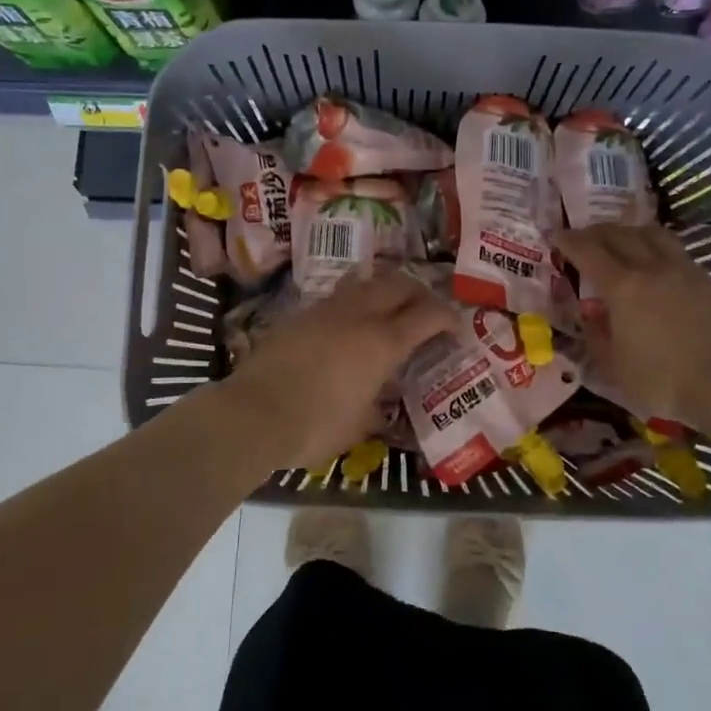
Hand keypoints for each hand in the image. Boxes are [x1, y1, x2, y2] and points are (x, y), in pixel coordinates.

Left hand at [221, 270, 456, 470]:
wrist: (254, 413)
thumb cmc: (314, 427)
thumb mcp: (357, 428)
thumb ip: (375, 412)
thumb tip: (380, 413)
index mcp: (383, 343)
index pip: (428, 315)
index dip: (448, 317)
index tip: (456, 328)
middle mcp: (359, 315)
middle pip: (399, 284)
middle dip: (419, 293)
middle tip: (425, 311)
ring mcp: (327, 309)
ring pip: (366, 282)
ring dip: (385, 290)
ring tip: (389, 308)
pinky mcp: (300, 313)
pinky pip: (337, 296)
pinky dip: (354, 301)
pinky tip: (349, 321)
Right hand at [556, 223, 710, 427]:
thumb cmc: (664, 381)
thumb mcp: (615, 368)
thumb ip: (598, 337)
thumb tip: (590, 316)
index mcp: (622, 287)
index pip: (588, 252)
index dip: (569, 241)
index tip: (556, 235)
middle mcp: (650, 268)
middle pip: (618, 235)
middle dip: (595, 231)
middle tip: (582, 236)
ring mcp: (682, 270)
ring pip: (651, 233)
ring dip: (628, 230)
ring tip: (620, 239)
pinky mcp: (706, 280)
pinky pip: (674, 249)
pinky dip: (655, 245)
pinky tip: (655, 261)